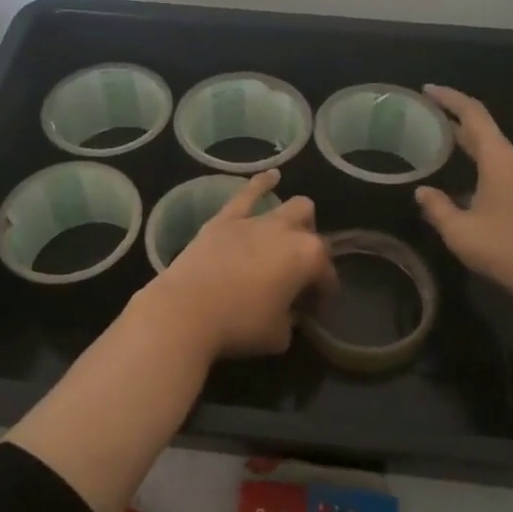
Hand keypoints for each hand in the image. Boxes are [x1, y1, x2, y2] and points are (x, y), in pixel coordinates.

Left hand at [138, 170, 338, 360]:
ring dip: (297, 220)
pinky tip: (272, 176)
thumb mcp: (279, 335)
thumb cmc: (239, 325)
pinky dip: (261, 184)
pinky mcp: (225, 219)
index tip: (314, 312)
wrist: (186, 311)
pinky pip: (247, 194)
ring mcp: (255, 221)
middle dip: (312, 251)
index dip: (324, 294)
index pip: (326, 275)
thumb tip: (287, 312)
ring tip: (294, 231)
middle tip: (299, 274)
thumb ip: (290, 320)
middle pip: (313, 234)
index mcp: (308, 259)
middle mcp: (287, 232)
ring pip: (291, 208)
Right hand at [415, 85, 512, 319]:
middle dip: (455, 124)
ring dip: (470, 149)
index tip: (427, 90)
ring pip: (495, 154)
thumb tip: (422, 191)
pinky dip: (483, 168)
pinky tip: (467, 186)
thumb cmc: (508, 251)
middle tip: (426, 121)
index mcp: (501, 159)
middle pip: (485, 132)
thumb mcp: (460, 232)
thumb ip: (437, 207)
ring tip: (442, 150)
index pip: (473, 114)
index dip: (449, 98)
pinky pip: (505, 171)